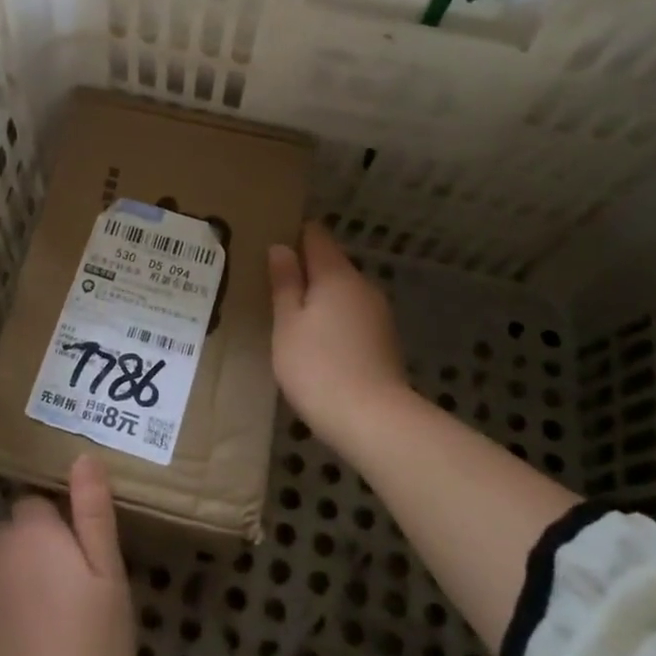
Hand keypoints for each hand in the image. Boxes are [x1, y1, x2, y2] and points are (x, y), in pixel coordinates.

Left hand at [0, 455, 133, 655]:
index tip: (76, 560)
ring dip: (9, 579)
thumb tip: (83, 457)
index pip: (38, 504)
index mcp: (32, 529)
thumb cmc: (90, 645)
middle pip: (13, 533)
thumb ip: (93, 511)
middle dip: (32, 550)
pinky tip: (9, 643)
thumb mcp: (109, 575)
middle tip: (62, 593)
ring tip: (37, 623)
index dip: (58, 527)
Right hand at [267, 221, 410, 442]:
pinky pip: (352, 316)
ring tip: (291, 317)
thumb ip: (284, 283)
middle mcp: (362, 285)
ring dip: (320, 298)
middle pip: (331, 264)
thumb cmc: (318, 366)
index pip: (316, 235)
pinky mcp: (384, 341)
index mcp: (336, 274)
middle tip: (273, 286)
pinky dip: (334, 321)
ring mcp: (378, 313)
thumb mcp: (287, 324)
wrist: (374, 420)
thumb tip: (281, 248)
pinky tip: (317, 343)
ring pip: (343, 292)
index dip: (294, 234)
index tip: (271, 245)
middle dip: (305, 270)